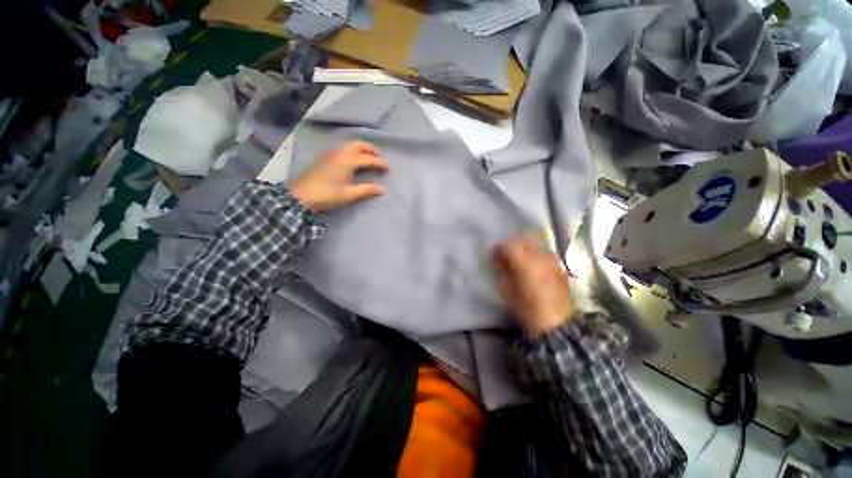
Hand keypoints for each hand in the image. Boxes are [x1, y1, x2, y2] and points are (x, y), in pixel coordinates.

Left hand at [289, 141, 388, 212]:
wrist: (300, 196)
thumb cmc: (327, 196)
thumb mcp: (349, 195)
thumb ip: (367, 190)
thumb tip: (382, 189)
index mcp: (347, 161)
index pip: (368, 159)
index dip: (380, 163)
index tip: (389, 169)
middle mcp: (339, 153)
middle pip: (359, 145)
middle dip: (372, 150)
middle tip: (380, 159)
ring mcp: (330, 153)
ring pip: (350, 145)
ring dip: (362, 149)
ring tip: (369, 160)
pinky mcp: (325, 157)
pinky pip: (343, 149)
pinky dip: (353, 151)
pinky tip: (354, 161)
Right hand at [493, 234, 575, 335]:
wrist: (556, 324)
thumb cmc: (526, 308)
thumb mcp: (507, 290)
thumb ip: (502, 270)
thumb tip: (498, 259)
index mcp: (525, 262)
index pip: (509, 245)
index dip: (499, 247)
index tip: (494, 253)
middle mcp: (540, 257)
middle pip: (524, 239)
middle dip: (513, 243)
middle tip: (506, 253)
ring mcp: (552, 260)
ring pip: (536, 243)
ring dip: (525, 246)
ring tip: (519, 257)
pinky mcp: (559, 267)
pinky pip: (545, 252)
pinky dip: (536, 253)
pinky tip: (532, 264)